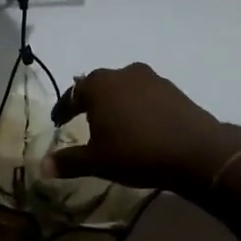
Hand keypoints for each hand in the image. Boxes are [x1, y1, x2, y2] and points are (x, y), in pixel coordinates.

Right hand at [46, 63, 239, 192]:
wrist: (196, 152)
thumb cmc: (136, 152)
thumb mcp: (97, 162)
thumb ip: (68, 161)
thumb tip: (43, 167)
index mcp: (98, 85)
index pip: (72, 94)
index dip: (63, 109)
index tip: (58, 122)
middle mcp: (123, 73)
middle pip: (98, 85)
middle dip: (89, 102)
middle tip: (84, 120)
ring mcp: (151, 79)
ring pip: (124, 88)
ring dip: (116, 103)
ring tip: (114, 124)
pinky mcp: (174, 90)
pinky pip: (145, 95)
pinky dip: (137, 107)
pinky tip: (140, 126)